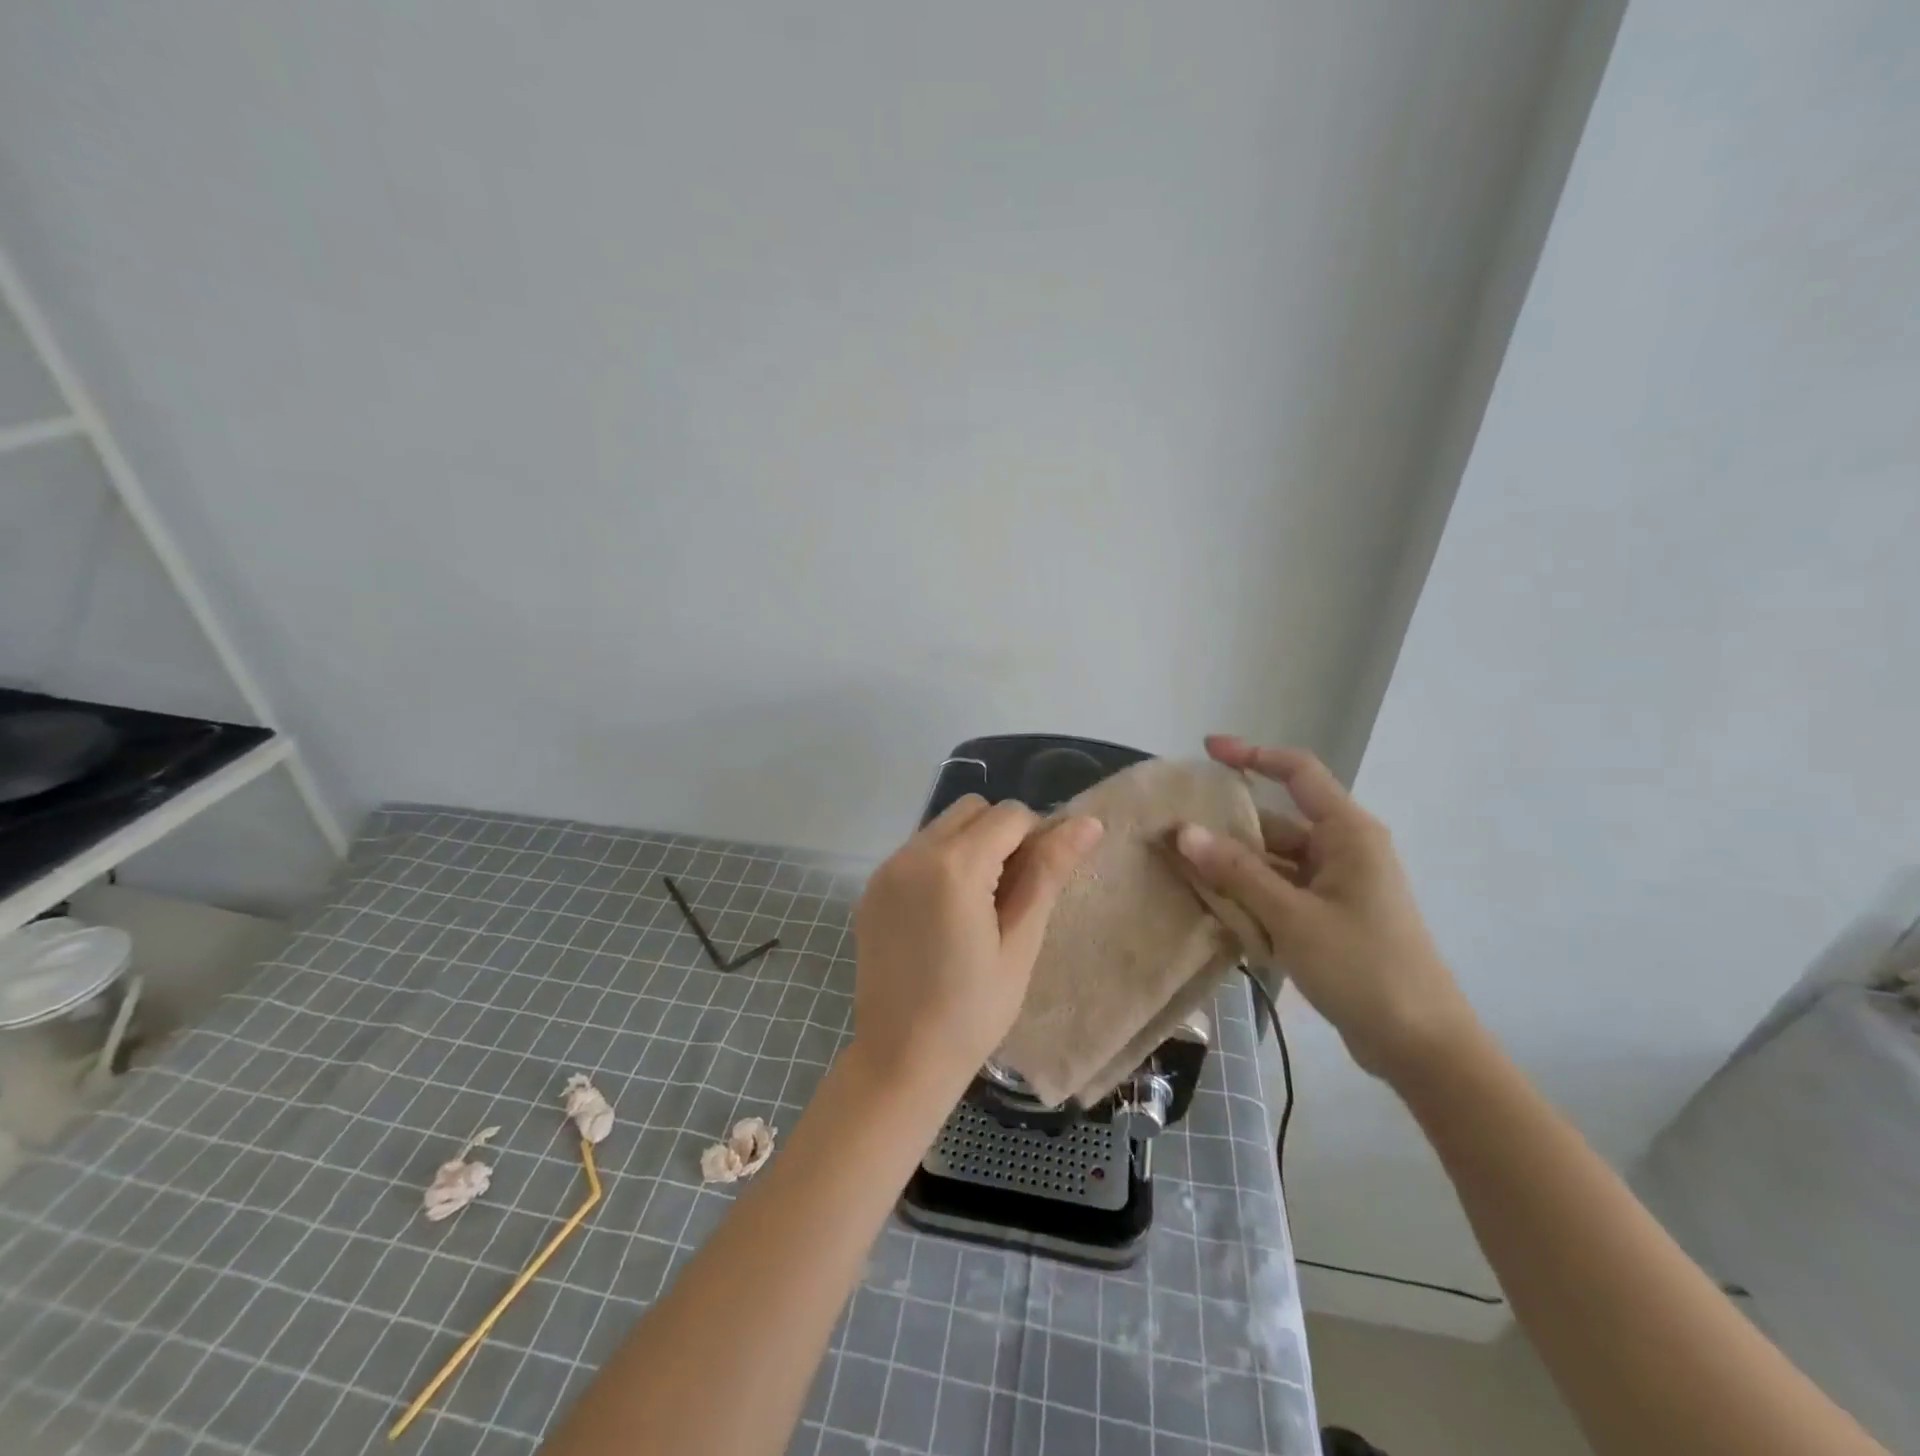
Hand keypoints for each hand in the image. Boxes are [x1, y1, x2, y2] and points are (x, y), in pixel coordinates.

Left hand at [851, 796, 1102, 1096]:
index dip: (1036, 839)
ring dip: (970, 845)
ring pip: (943, 825)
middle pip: (973, 809)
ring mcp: (887, 869)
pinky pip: (917, 851)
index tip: (1036, 885)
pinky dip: (940, 863)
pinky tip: (945, 914)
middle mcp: (914, 853)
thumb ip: (1048, 873)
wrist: (900, 1058)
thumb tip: (1088, 822)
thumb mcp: (1021, 942)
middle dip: (1001, 834)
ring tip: (979, 904)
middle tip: (1011, 893)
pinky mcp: (873, 888)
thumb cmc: (974, 1010)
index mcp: (955, 865)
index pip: (1010, 815)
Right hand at [1174, 735, 1475, 1081]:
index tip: (1207, 749)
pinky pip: (1279, 892)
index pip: (1298, 772)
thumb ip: (1236, 872)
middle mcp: (1343, 851)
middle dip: (1226, 829)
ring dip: (1233, 869)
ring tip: (1180, 872)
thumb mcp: (1293, 917)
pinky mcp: (1329, 918)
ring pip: (1273, 862)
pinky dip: (1249, 896)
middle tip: (1173, 834)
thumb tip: (1182, 831)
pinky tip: (1213, 908)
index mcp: (1348, 834)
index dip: (1253, 754)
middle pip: (1276, 823)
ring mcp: (1337, 886)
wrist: (1421, 1046)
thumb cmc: (1363, 968)